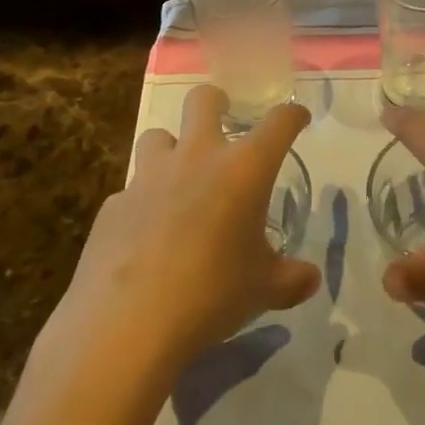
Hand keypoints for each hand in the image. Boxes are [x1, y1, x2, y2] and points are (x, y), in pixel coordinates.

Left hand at [61, 87, 321, 375]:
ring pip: (156, 136)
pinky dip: (142, 203)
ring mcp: (150, 177)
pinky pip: (131, 191)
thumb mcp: (263, 290)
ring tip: (178, 177)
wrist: (125, 324)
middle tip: (223, 121)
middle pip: (203, 100)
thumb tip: (311, 279)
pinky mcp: (114, 205)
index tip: (297, 119)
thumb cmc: (211, 295)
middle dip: (216, 102)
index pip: (278, 123)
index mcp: (244, 169)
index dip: (292, 116)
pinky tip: (145, 235)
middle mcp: (197, 158)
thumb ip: (290, 279)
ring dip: (170, 149)